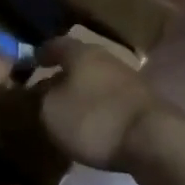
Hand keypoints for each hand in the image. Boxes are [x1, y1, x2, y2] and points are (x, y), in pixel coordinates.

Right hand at [36, 37, 175, 170]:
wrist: (154, 140)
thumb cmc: (94, 119)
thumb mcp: (52, 112)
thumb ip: (41, 98)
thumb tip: (41, 91)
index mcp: (81, 53)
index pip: (56, 44)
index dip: (42, 53)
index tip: (31, 62)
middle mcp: (106, 58)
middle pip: (80, 61)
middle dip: (65, 73)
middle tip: (49, 89)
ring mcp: (130, 79)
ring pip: (98, 79)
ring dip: (84, 91)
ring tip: (71, 109)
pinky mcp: (145, 102)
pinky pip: (114, 98)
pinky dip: (102, 106)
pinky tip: (96, 123)